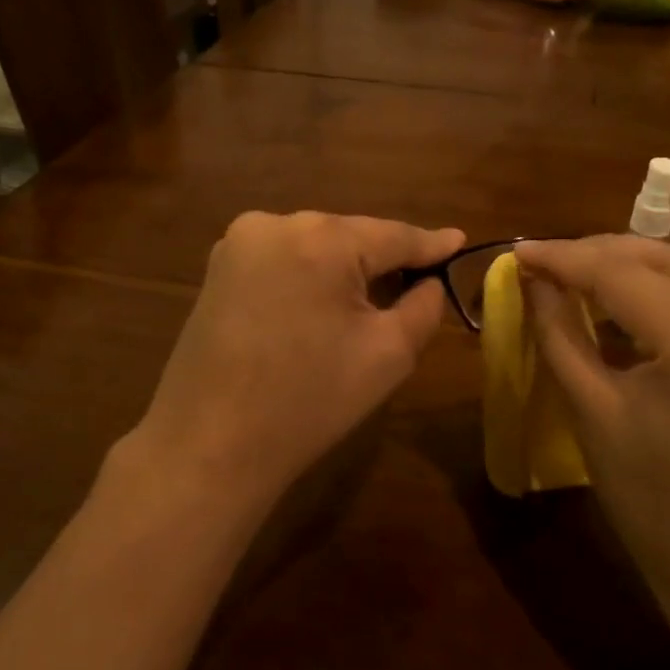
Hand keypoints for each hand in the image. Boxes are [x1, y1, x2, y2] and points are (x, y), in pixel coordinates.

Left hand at [131, 212, 464, 508]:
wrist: (209, 446)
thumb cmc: (308, 402)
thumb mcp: (388, 355)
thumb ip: (423, 307)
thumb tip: (429, 282)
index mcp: (321, 238)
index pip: (393, 235)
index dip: (431, 243)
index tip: (460, 240)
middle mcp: (275, 223)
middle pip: (352, 236)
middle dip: (384, 260)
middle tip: (419, 284)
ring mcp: (238, 243)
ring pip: (316, 246)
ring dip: (346, 269)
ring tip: (373, 300)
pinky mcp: (218, 269)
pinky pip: (284, 260)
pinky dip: (310, 276)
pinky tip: (322, 306)